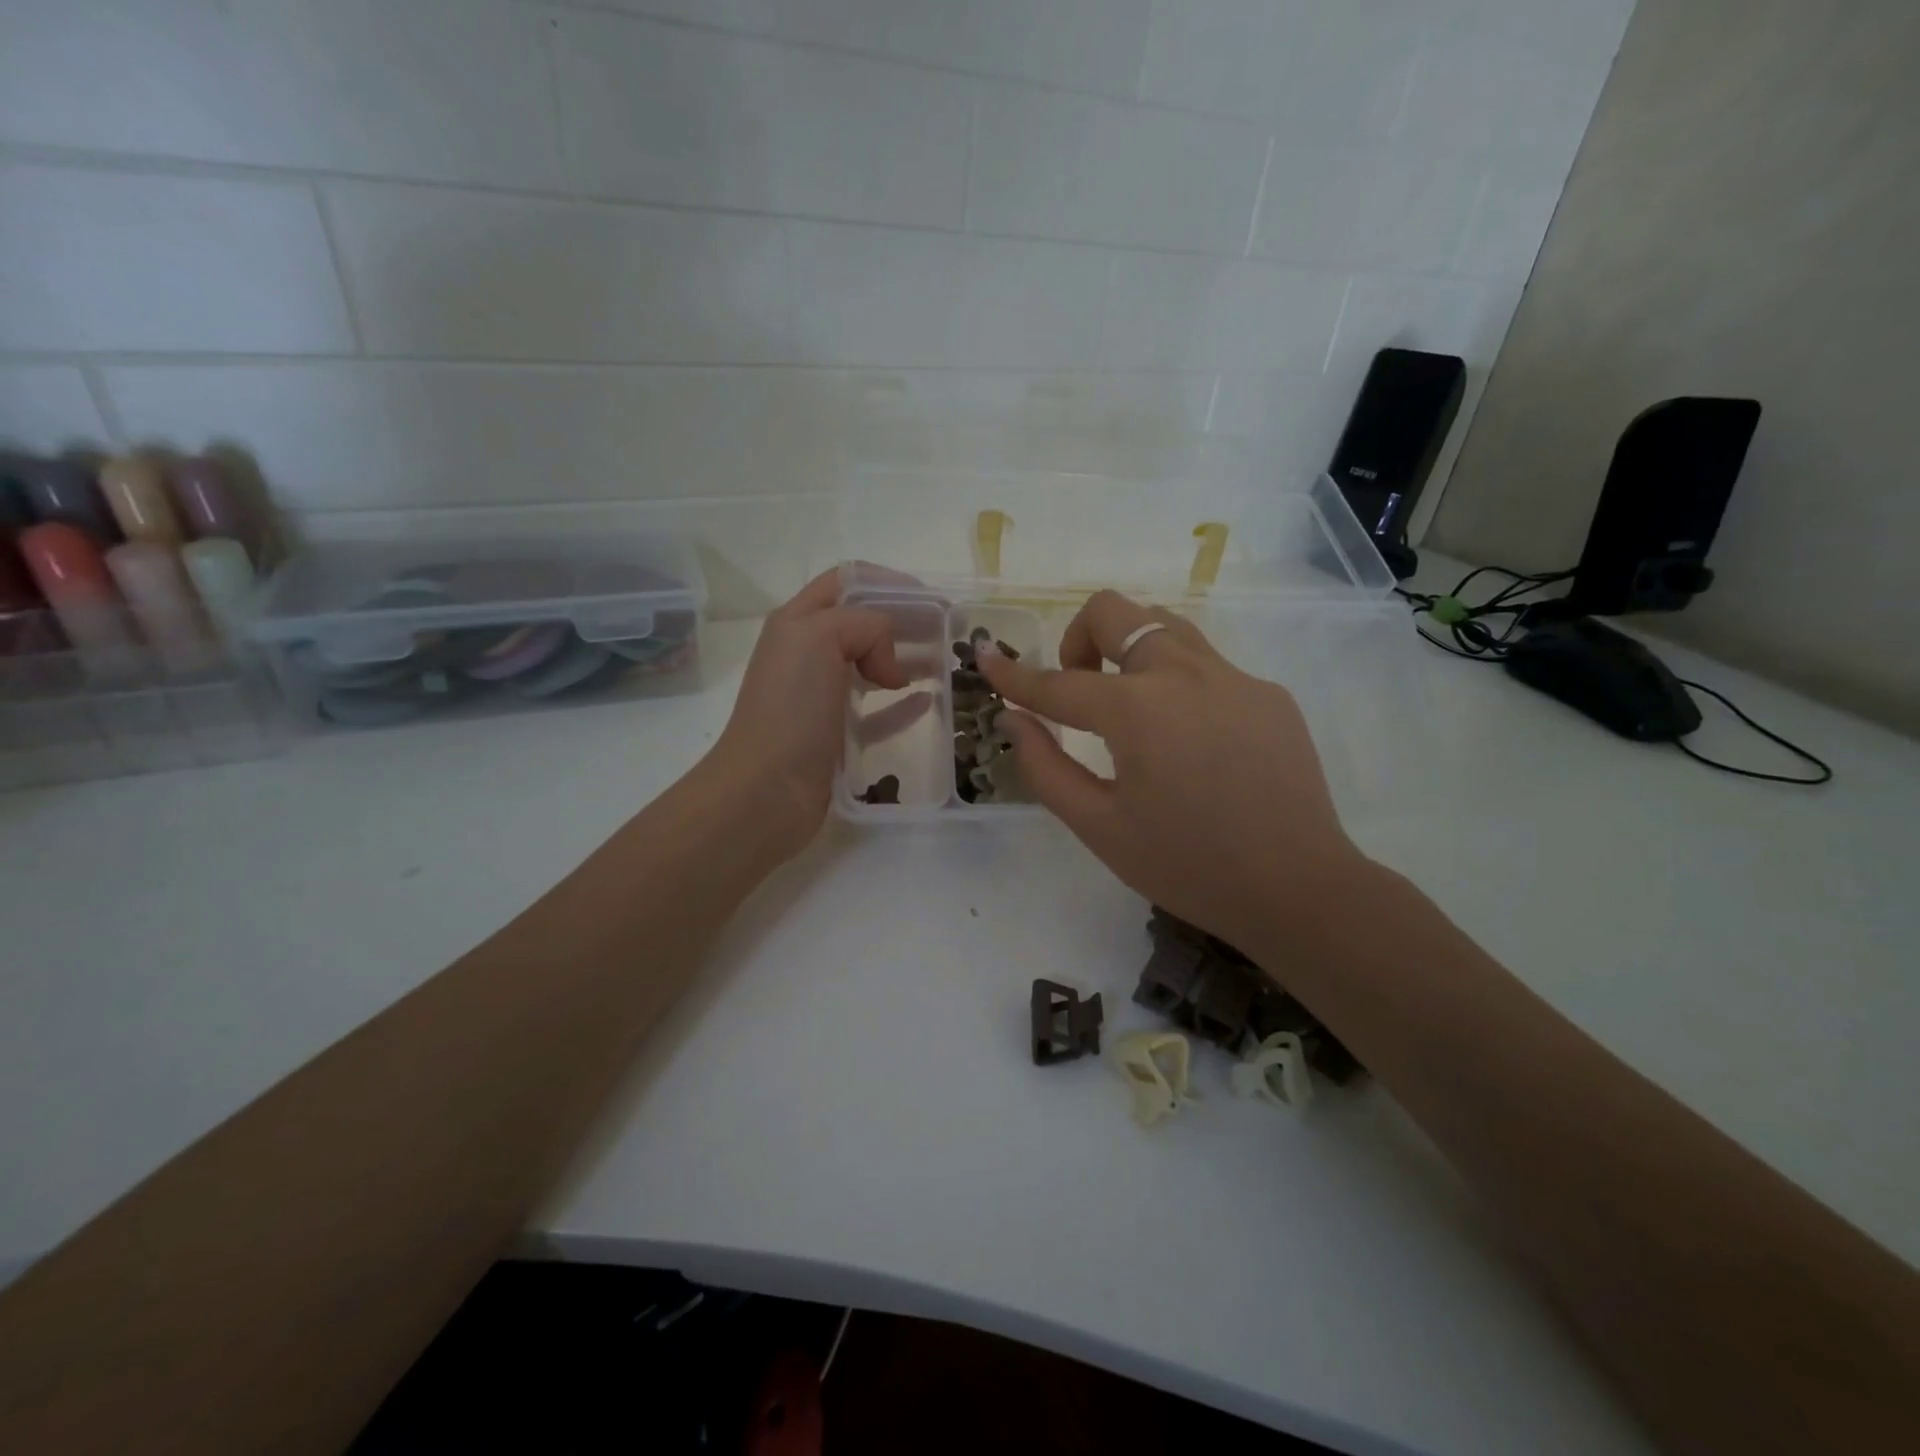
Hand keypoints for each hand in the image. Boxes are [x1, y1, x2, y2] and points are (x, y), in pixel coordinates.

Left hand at [705, 569, 926, 862]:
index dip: (889, 582)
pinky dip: (902, 704)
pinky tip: (928, 701)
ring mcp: (821, 697)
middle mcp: (808, 653)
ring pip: (873, 666)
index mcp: (798, 622)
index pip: (846, 582)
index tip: (930, 598)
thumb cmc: (791, 707)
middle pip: (864, 624)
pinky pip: (877, 712)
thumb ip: (865, 625)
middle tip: (949, 630)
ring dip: (908, 659)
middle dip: (906, 620)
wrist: (766, 790)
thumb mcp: (820, 638)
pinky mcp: (836, 736)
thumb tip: (889, 666)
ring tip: (946, 662)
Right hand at [978, 590, 1370, 955]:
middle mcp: (1183, 673)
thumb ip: (1045, 766)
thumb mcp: (1099, 826)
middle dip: (1078, 638)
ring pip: (1163, 626)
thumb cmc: (1187, 866)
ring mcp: (1233, 678)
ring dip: (1128, 648)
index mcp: (1136, 709)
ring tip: (1128, 705)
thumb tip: (1014, 720)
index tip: (986, 657)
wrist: (1298, 888)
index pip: (1057, 683)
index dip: (1013, 674)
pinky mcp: (1267, 694)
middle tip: (1078, 688)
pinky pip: (1207, 665)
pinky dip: (1176, 683)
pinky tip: (1191, 741)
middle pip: (1114, 611)